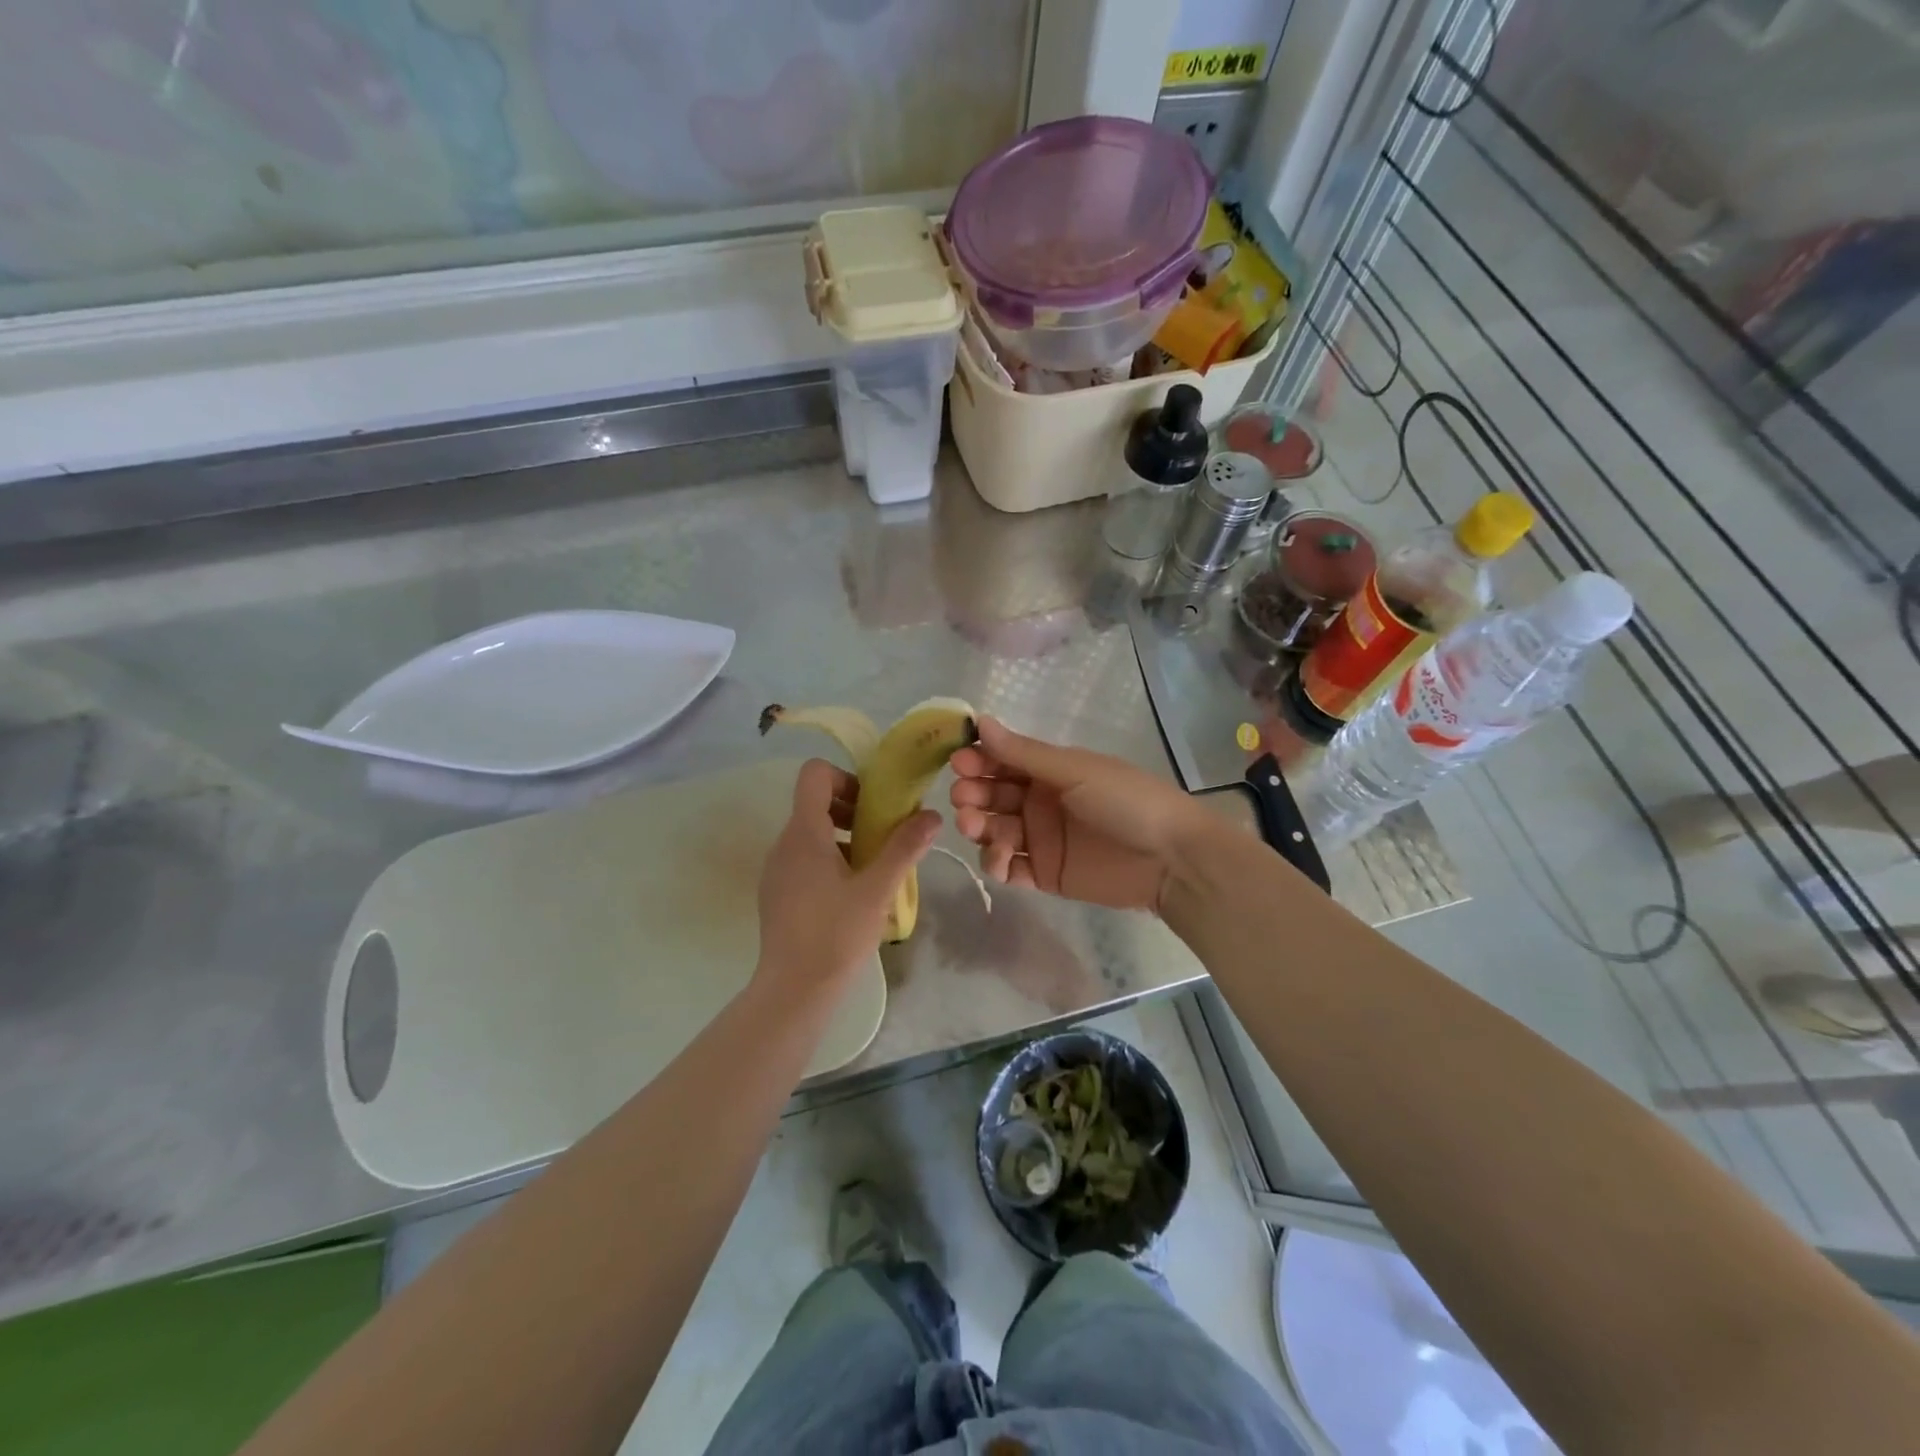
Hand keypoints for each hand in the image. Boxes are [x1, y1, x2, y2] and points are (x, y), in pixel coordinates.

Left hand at [755, 758, 937, 1000]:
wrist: (794, 991)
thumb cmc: (836, 934)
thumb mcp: (878, 889)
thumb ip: (904, 848)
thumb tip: (932, 815)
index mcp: (804, 834)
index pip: (813, 775)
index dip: (845, 778)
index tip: (872, 806)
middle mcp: (784, 844)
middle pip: (815, 803)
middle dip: (853, 811)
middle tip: (883, 838)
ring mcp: (777, 870)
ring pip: (811, 833)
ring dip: (845, 838)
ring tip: (873, 870)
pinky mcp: (777, 893)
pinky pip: (804, 859)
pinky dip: (829, 861)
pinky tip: (852, 894)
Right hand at [949, 717, 1210, 913]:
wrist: (1171, 858)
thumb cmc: (1125, 801)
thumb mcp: (1074, 770)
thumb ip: (1024, 753)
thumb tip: (980, 721)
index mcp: (1049, 771)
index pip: (1002, 761)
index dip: (978, 760)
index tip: (958, 762)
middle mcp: (1040, 802)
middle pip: (993, 797)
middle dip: (973, 795)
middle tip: (964, 800)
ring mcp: (1041, 839)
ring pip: (995, 832)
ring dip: (979, 828)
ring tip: (977, 828)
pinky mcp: (1046, 874)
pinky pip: (1010, 868)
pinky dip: (997, 864)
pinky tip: (999, 860)